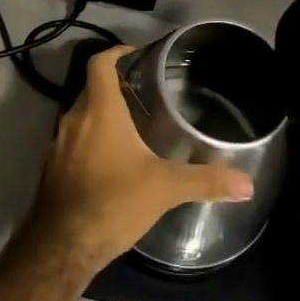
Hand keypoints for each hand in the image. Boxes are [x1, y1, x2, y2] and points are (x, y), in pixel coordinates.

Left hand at [28, 47, 253, 274]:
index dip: (116, 52)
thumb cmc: (113, 201)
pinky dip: (90, 142)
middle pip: (92, 88)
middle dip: (115, 86)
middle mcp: (74, 119)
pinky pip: (73, 143)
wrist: (61, 247)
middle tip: (143, 94)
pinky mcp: (52, 169)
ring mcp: (59, 145)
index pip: (100, 63)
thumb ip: (205, 181)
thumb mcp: (165, 188)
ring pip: (81, 116)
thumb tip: (247, 184)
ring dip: (101, 116)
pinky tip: (111, 163)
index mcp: (99, 109)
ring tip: (132, 128)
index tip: (136, 55)